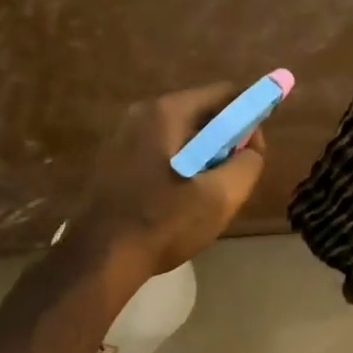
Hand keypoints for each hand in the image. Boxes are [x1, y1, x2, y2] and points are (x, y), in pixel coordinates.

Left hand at [71, 83, 266, 280]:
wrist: (100, 258)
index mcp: (167, 112)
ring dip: (202, 160)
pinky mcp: (113, 161)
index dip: (250, 117)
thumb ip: (248, 163)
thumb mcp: (220, 196)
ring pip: (181, 137)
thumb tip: (251, 148)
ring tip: (204, 198)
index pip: (225, 93)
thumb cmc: (162, 222)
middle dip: (224, 143)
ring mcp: (122, 137)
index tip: (253, 154)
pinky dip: (178, 169)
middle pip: (201, 115)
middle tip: (230, 182)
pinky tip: (176, 204)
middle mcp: (142, 114)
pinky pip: (159, 153)